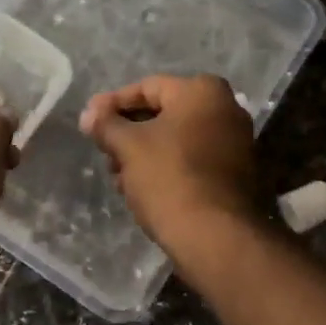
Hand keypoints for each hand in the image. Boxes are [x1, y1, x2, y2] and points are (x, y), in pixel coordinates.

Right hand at [79, 75, 258, 248]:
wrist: (215, 236)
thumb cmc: (169, 178)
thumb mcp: (129, 147)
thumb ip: (106, 125)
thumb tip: (89, 114)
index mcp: (203, 92)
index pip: (147, 88)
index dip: (113, 104)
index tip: (89, 121)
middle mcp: (226, 109)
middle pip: (164, 114)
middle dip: (129, 132)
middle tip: (103, 151)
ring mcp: (235, 142)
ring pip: (177, 139)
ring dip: (144, 154)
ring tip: (119, 177)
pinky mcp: (236, 173)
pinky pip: (193, 159)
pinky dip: (167, 167)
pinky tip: (142, 188)